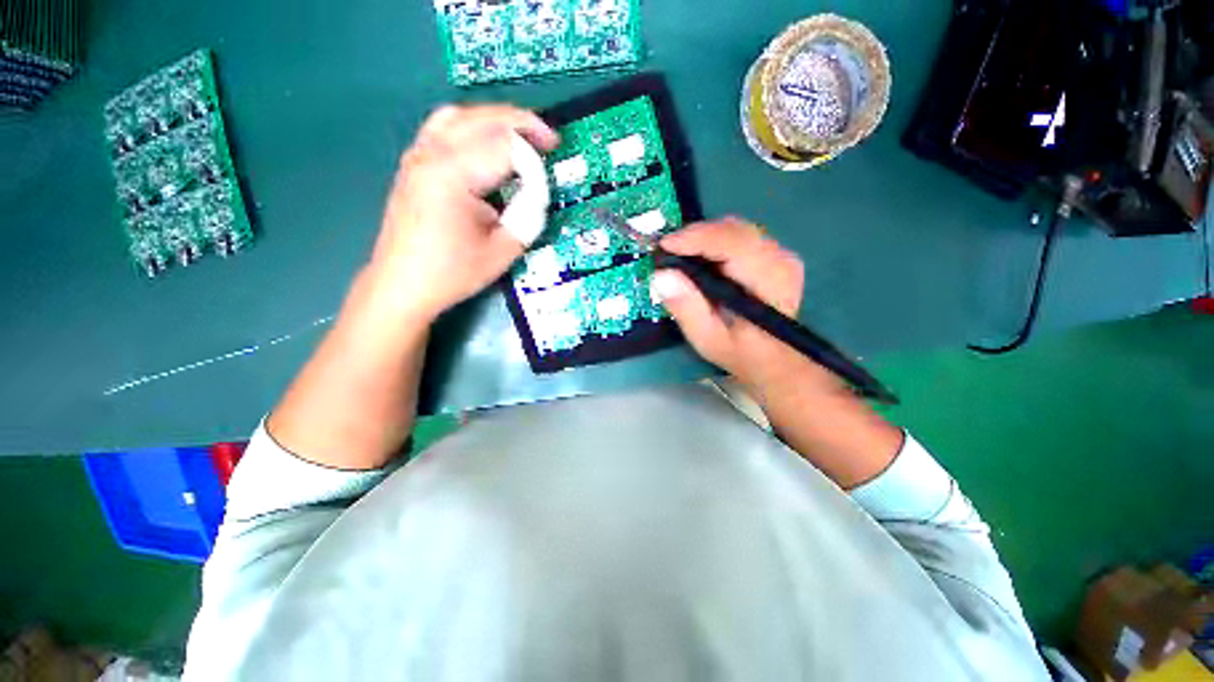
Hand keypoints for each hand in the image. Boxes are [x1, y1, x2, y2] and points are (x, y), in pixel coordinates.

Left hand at [367, 105, 559, 321]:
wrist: (402, 285)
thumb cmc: (452, 273)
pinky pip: (444, 128)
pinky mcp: (413, 164)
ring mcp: (418, 156)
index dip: (534, 160)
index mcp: (454, 176)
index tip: (550, 176)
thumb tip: (537, 196)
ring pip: (460, 115)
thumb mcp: (502, 251)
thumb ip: (527, 218)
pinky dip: (471, 127)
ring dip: (495, 120)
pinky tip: (485, 143)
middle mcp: (432, 155)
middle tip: (548, 138)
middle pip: (482, 119)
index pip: (505, 149)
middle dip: (521, 123)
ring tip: (520, 135)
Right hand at [651, 219, 833, 389]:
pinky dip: (713, 242)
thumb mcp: (706, 338)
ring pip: (734, 228)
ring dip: (703, 238)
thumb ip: (686, 308)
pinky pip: (738, 235)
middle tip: (667, 254)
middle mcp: (780, 259)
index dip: (696, 238)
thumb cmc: (738, 351)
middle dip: (695, 236)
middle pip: (733, 230)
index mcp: (769, 280)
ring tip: (679, 256)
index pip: (733, 243)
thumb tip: (661, 275)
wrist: (771, 358)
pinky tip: (699, 259)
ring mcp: (779, 253)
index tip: (664, 246)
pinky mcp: (772, 254)